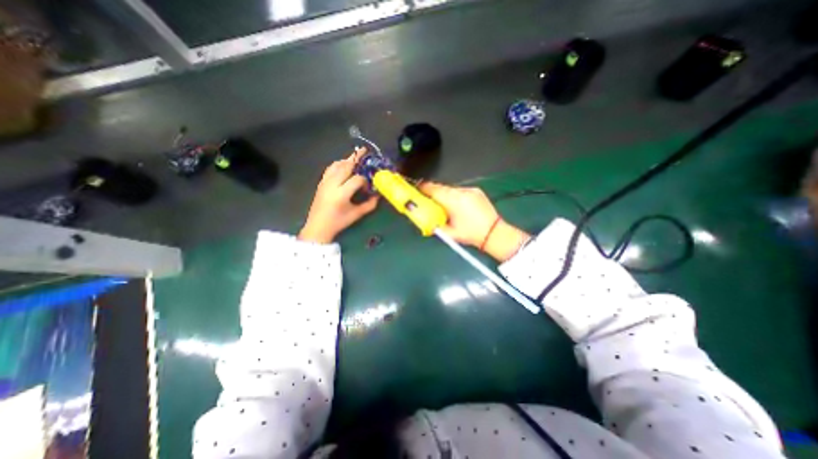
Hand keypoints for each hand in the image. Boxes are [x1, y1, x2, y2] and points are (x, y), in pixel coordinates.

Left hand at [299, 148, 378, 243]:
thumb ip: (369, 204)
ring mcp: (325, 182)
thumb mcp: (356, 214)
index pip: (356, 179)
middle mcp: (332, 185)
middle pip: (345, 166)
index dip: (365, 180)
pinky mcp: (321, 182)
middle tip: (365, 151)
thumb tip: (378, 195)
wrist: (318, 226)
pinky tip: (344, 165)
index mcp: (341, 194)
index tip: (369, 186)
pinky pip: (330, 169)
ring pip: (336, 165)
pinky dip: (338, 164)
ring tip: (356, 157)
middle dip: (356, 158)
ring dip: (347, 160)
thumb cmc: (338, 222)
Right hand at [415, 184, 531, 261]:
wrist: (495, 233)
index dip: (423, 188)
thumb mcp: (449, 233)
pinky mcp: (476, 191)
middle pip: (441, 188)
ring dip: (444, 194)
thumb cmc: (471, 235)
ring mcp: (471, 190)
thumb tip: (425, 218)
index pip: (434, 190)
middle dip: (432, 192)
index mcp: (454, 201)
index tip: (416, 189)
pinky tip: (455, 205)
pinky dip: (454, 196)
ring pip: (450, 189)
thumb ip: (434, 224)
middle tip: (426, 199)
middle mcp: (462, 192)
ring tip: (442, 204)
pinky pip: (460, 191)